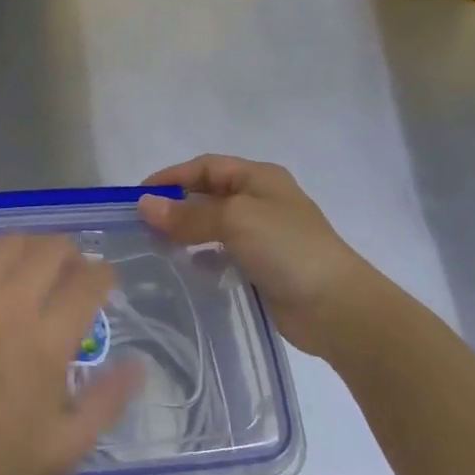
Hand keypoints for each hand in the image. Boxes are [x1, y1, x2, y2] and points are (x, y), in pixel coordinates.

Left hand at [0, 234, 141, 474]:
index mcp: (47, 341)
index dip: (103, 274)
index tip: (102, 281)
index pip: (89, 282)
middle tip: (67, 271)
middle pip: (51, 250)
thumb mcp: (61, 452)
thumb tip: (137, 364)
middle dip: (70, 254)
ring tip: (26, 264)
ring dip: (28, 246)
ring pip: (8, 241)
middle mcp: (10, 303)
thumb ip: (105, 404)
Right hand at [138, 155, 377, 353]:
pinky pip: (223, 254)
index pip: (206, 167)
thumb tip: (144, 206)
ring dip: (186, 233)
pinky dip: (202, 258)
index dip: (172, 177)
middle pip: (208, 195)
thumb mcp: (235, 220)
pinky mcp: (262, 267)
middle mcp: (261, 201)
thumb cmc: (287, 248)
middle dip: (176, 206)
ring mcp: (263, 236)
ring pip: (213, 226)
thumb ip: (188, 214)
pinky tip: (187, 269)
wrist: (337, 307)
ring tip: (155, 247)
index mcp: (260, 178)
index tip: (138, 196)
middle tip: (142, 224)